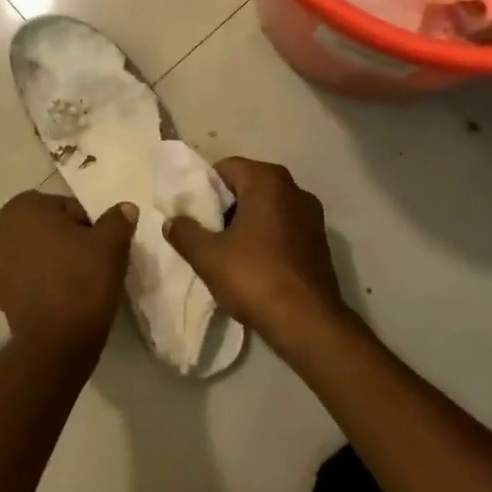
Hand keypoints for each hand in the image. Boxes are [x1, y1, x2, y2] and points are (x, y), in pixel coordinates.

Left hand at [0, 191, 136, 354]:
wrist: (57, 341)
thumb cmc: (82, 279)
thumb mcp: (111, 243)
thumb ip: (117, 219)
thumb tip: (124, 208)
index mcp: (23, 208)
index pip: (66, 207)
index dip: (87, 224)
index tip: (100, 244)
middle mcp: (0, 231)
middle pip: (47, 229)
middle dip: (66, 240)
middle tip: (92, 260)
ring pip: (35, 253)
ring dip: (52, 261)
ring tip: (78, 281)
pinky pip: (27, 278)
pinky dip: (42, 282)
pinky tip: (62, 297)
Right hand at [164, 157, 347, 349]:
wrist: (308, 322)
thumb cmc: (255, 277)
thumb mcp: (207, 256)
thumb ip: (184, 232)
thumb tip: (172, 221)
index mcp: (268, 181)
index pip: (225, 168)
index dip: (204, 189)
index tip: (192, 214)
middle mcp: (294, 189)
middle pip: (247, 187)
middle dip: (224, 207)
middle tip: (205, 233)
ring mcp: (311, 215)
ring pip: (266, 208)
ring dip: (246, 224)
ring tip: (226, 252)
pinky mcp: (320, 241)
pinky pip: (284, 228)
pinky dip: (266, 238)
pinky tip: (254, 265)